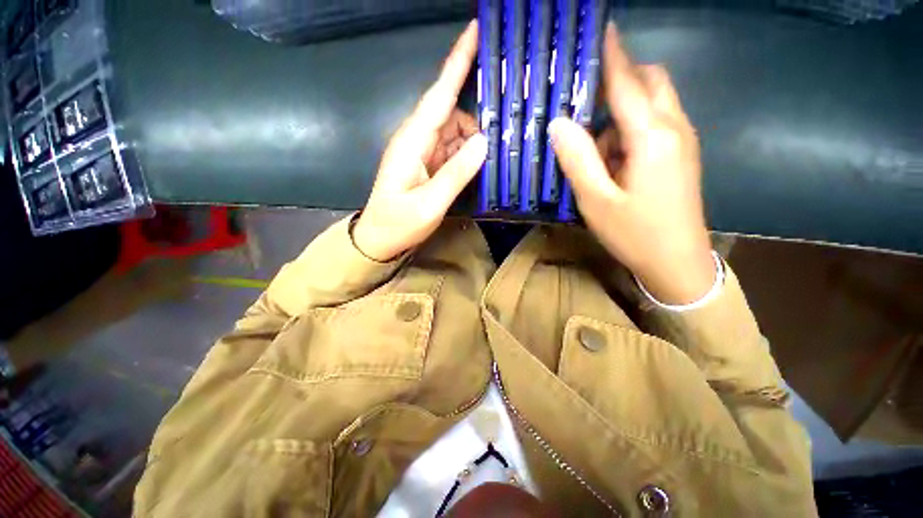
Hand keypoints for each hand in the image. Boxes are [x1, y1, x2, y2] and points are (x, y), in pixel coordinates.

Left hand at [353, 21, 486, 261]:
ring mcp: (422, 153)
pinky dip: (468, 152)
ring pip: (455, 132)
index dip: (457, 62)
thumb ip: (456, 173)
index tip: (475, 31)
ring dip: (475, 137)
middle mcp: (417, 139)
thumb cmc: (398, 224)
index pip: (439, 95)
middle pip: (452, 112)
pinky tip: (482, 160)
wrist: (379, 240)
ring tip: (500, 147)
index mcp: (412, 142)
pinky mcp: (428, 165)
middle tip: (509, 120)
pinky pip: (452, 149)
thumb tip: (483, 141)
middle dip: (478, 113)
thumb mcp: (429, 204)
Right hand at [548, 24, 713, 304]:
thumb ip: (577, 159)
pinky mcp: (680, 155)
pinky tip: (610, 159)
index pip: (628, 81)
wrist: (677, 261)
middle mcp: (673, 128)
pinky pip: (655, 125)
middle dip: (619, 79)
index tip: (600, 30)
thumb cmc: (635, 233)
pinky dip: (630, 130)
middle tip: (583, 100)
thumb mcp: (596, 200)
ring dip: (621, 113)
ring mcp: (681, 141)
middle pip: (650, 82)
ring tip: (591, 147)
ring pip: (652, 104)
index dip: (612, 54)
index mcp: (652, 136)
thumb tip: (558, 124)